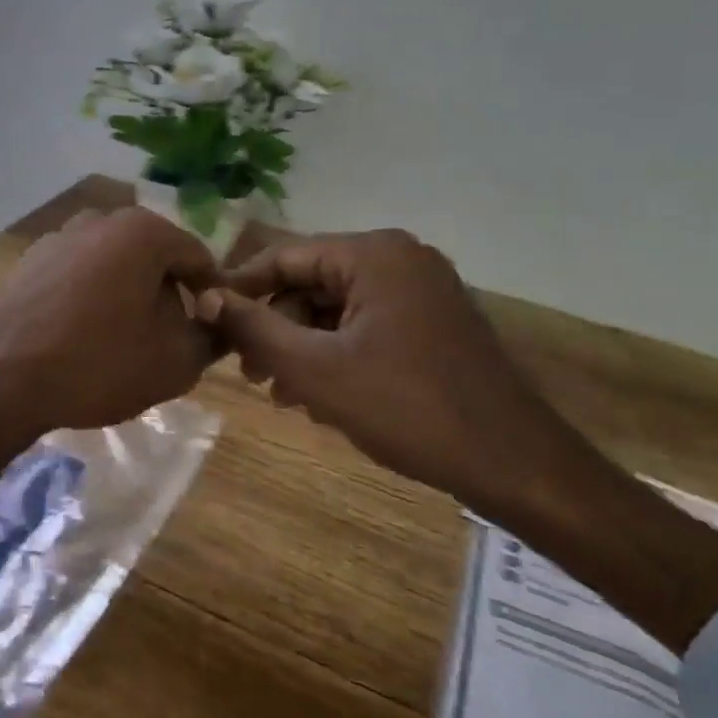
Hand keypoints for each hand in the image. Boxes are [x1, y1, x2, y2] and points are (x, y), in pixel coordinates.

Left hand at [0, 208, 219, 500]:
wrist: (1, 379)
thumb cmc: (99, 364)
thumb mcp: (174, 361)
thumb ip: (210, 337)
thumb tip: (216, 323)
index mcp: (142, 231)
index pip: (198, 258)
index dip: (212, 296)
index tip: (210, 331)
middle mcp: (99, 220)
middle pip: (153, 257)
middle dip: (167, 294)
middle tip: (169, 339)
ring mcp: (58, 237)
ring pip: (113, 265)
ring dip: (128, 295)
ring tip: (124, 342)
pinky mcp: (28, 261)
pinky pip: (78, 275)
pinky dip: (91, 298)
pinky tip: (82, 337)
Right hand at [198, 230, 560, 515]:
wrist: (513, 462)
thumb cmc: (407, 407)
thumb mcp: (315, 369)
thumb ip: (254, 327)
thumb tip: (205, 297)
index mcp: (373, 254)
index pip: (284, 257)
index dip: (240, 289)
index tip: (207, 323)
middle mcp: (399, 258)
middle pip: (310, 282)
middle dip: (275, 328)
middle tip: (250, 374)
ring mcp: (421, 289)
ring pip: (336, 308)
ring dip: (302, 346)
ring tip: (282, 395)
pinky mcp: (433, 320)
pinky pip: (365, 324)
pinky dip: (336, 353)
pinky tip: (320, 396)